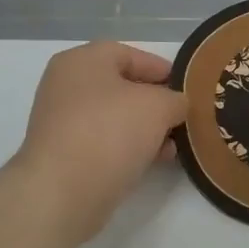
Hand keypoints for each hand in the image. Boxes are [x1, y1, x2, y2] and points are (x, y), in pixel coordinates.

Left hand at [12, 41, 187, 244]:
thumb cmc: (111, 132)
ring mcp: (61, 121)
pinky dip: (129, 147)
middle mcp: (66, 85)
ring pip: (115, 117)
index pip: (130, 55)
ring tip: (172, 146)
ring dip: (146, 129)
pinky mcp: (63, 154)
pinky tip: (153, 161)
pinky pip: (104, 142)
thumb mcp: (159, 106)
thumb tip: (175, 106)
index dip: (162, 69)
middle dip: (156, 104)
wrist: (63, 192)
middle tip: (181, 119)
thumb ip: (175, 99)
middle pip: (122, 87)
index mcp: (82, 61)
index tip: (187, 89)